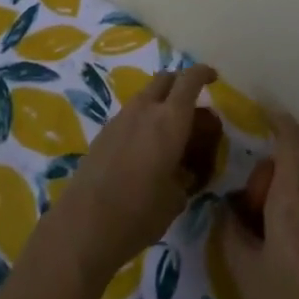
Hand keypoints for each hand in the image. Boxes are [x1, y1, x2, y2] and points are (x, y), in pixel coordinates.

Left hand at [45, 63, 222, 284]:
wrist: (85, 224)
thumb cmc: (140, 212)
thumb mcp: (176, 198)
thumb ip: (185, 176)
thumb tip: (184, 170)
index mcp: (170, 120)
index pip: (189, 81)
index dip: (203, 73)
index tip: (213, 77)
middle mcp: (145, 109)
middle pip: (165, 79)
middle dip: (181, 83)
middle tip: (192, 101)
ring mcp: (120, 118)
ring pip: (145, 95)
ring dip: (160, 101)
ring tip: (169, 129)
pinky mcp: (103, 132)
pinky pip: (130, 114)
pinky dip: (143, 118)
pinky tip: (145, 146)